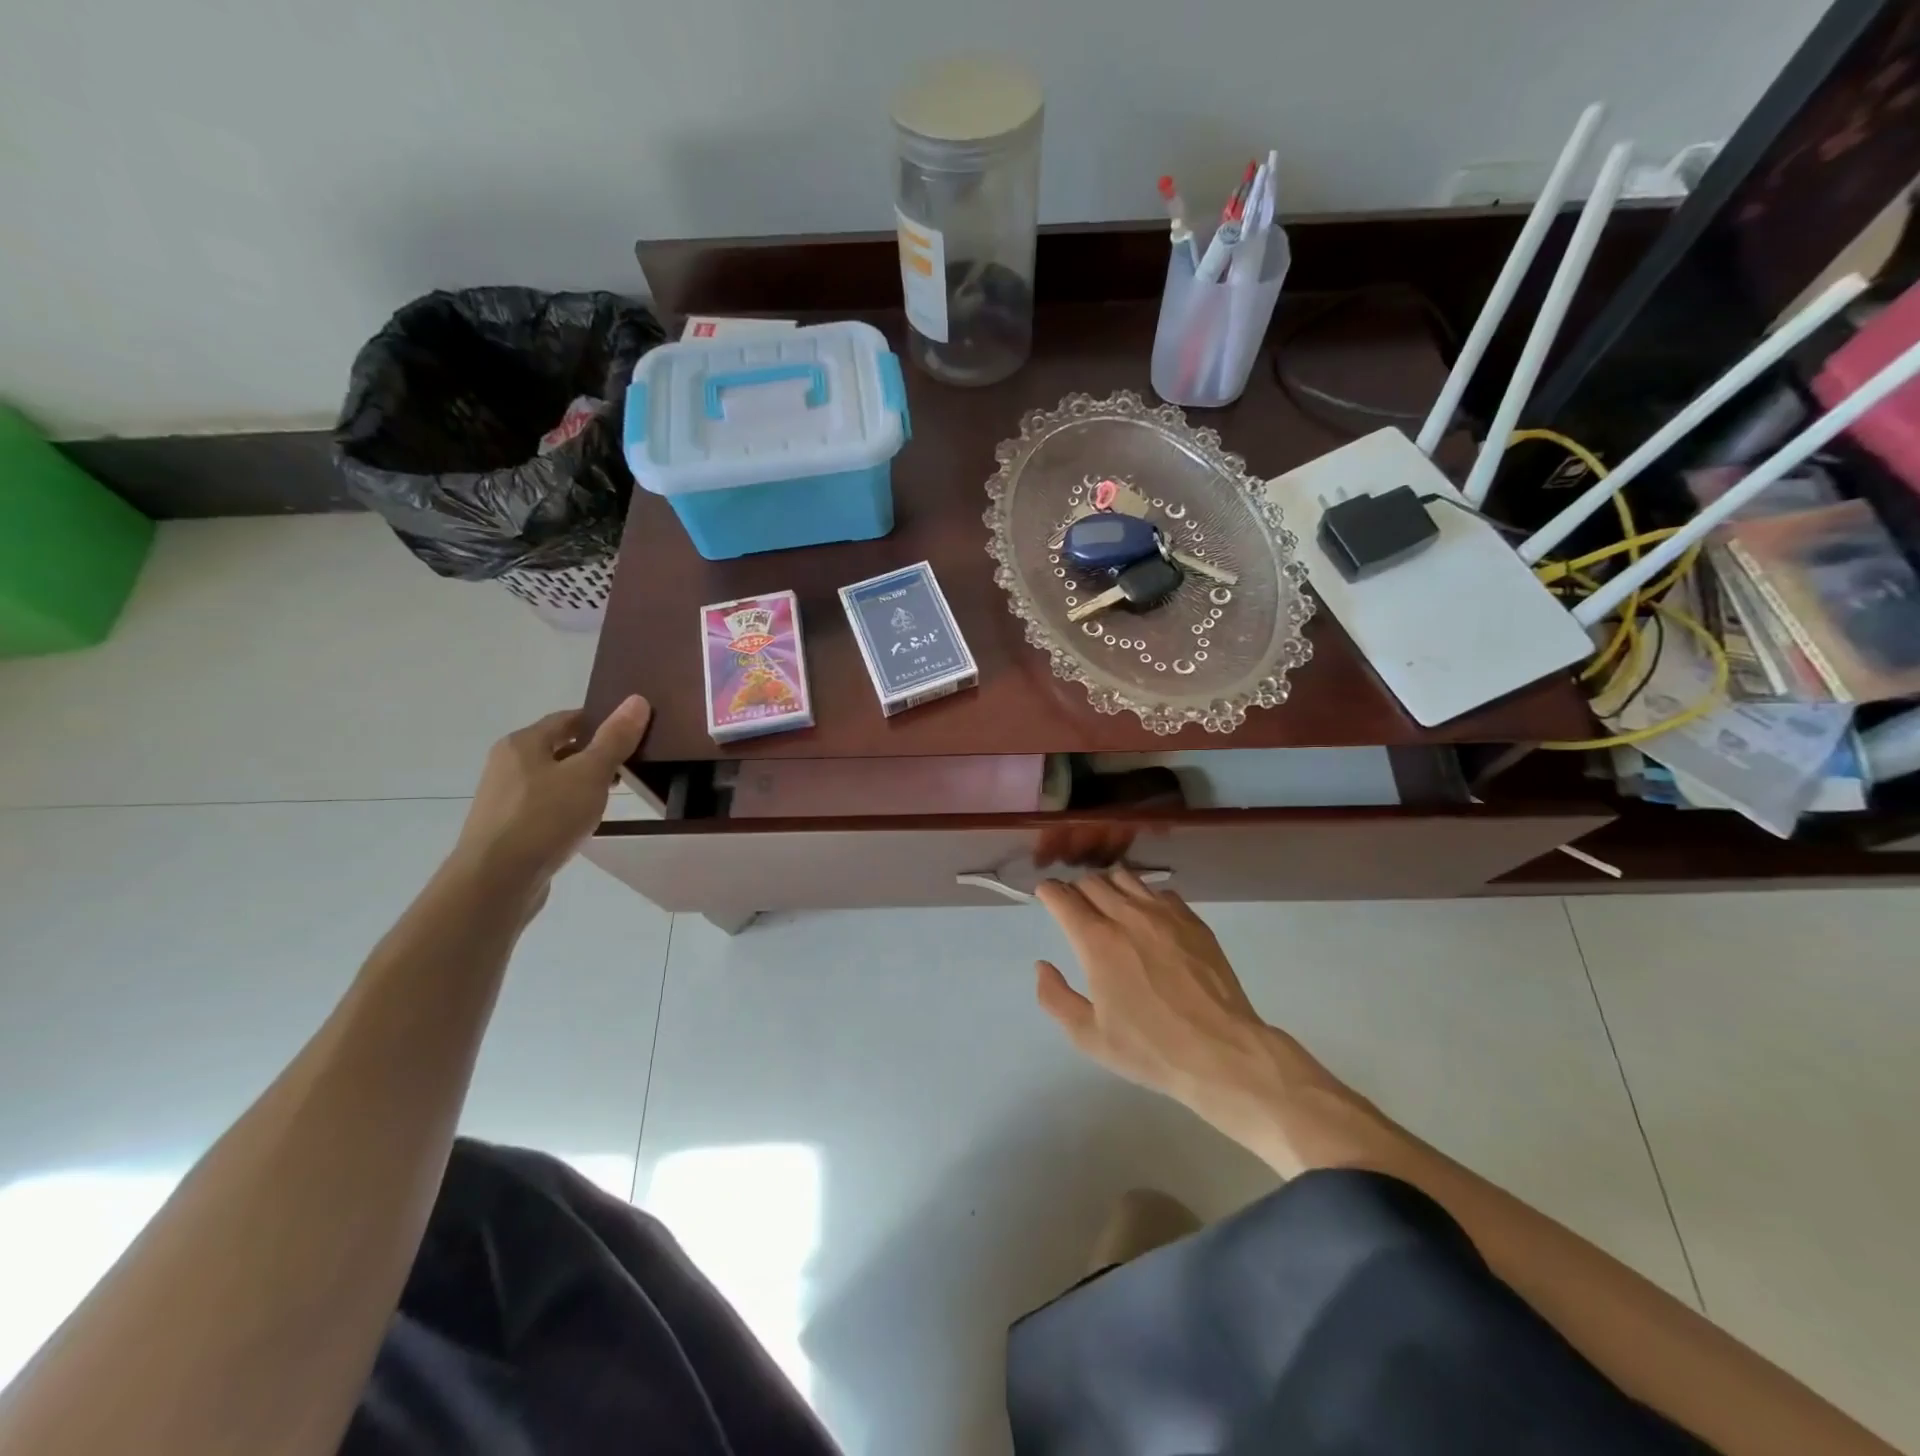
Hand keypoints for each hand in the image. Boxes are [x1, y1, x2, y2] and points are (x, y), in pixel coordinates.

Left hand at [452, 696, 651, 889]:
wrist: (496, 881)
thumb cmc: (544, 818)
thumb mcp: (589, 774)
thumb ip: (614, 739)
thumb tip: (637, 700)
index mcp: (523, 743)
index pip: (568, 718)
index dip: (601, 722)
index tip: (632, 734)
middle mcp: (507, 764)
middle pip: (558, 748)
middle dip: (593, 755)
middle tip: (628, 767)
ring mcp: (503, 798)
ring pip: (551, 779)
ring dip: (580, 783)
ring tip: (610, 798)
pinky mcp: (506, 828)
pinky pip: (544, 807)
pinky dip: (566, 807)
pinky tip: (583, 824)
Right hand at [1034, 868, 1272, 1102]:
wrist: (1221, 1052)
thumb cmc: (1150, 1048)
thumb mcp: (1089, 1037)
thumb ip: (1055, 998)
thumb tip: (1042, 966)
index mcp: (1097, 942)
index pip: (1063, 897)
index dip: (1049, 892)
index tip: (1045, 896)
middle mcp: (1128, 916)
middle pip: (1092, 881)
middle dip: (1075, 888)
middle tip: (1074, 906)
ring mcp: (1164, 914)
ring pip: (1125, 878)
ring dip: (1108, 886)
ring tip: (1108, 905)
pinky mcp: (1192, 920)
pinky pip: (1159, 892)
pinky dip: (1143, 897)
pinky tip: (1147, 918)